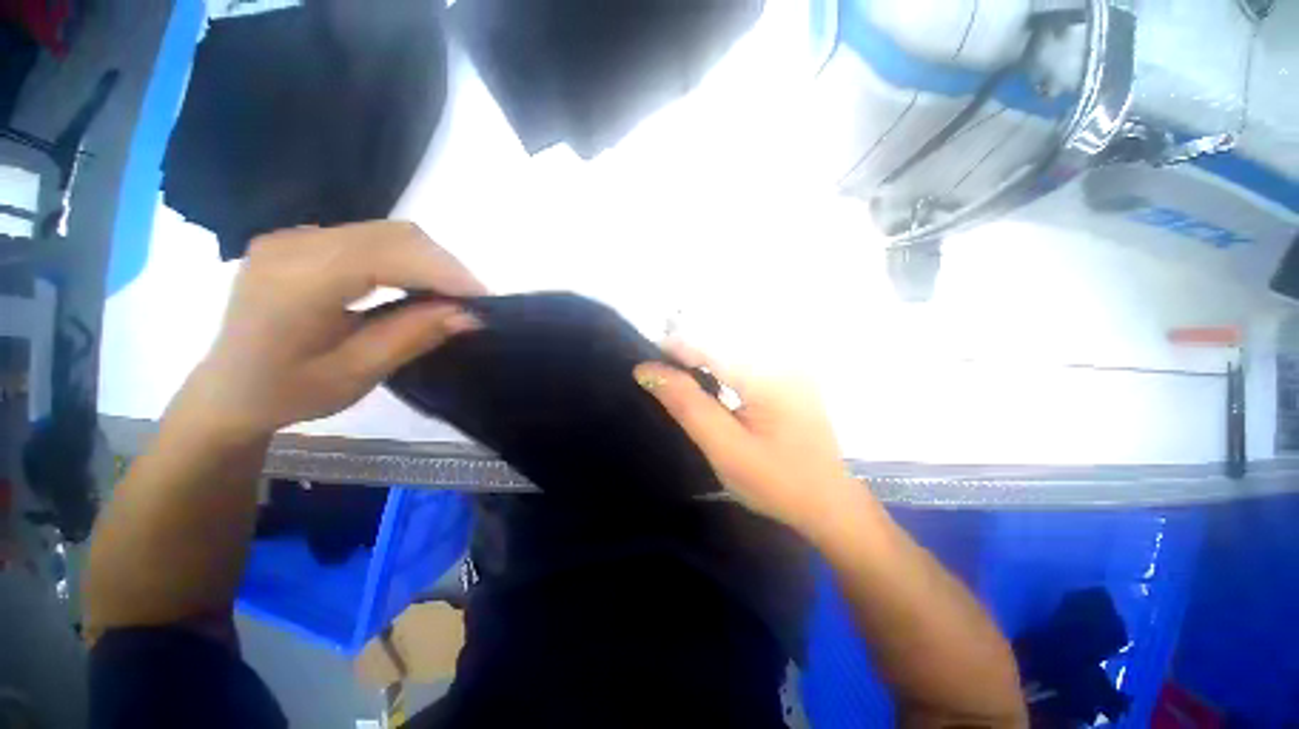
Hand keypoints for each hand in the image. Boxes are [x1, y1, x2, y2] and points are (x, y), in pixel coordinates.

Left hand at [185, 221, 485, 435]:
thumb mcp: (356, 373)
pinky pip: (371, 237)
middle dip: (445, 265)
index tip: (484, 300)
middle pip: (394, 235)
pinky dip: (408, 258)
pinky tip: (419, 284)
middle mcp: (294, 244)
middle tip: (472, 301)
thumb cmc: (287, 393)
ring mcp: (295, 236)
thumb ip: (413, 336)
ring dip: (430, 260)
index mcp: (298, 282)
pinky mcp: (303, 241)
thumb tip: (469, 315)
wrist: (228, 390)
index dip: (445, 273)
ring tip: (452, 295)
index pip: (390, 255)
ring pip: (388, 232)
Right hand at [634, 343, 857, 533]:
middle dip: (688, 351)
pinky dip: (721, 366)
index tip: (647, 365)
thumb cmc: (776, 482)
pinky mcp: (790, 375)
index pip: (710, 345)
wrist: (828, 503)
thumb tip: (648, 371)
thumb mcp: (725, 448)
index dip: (674, 348)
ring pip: (733, 346)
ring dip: (703, 357)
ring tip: (680, 377)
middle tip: (662, 375)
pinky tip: (710, 383)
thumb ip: (687, 404)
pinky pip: (746, 358)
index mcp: (768, 375)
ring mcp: (790, 365)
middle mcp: (782, 359)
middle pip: (722, 339)